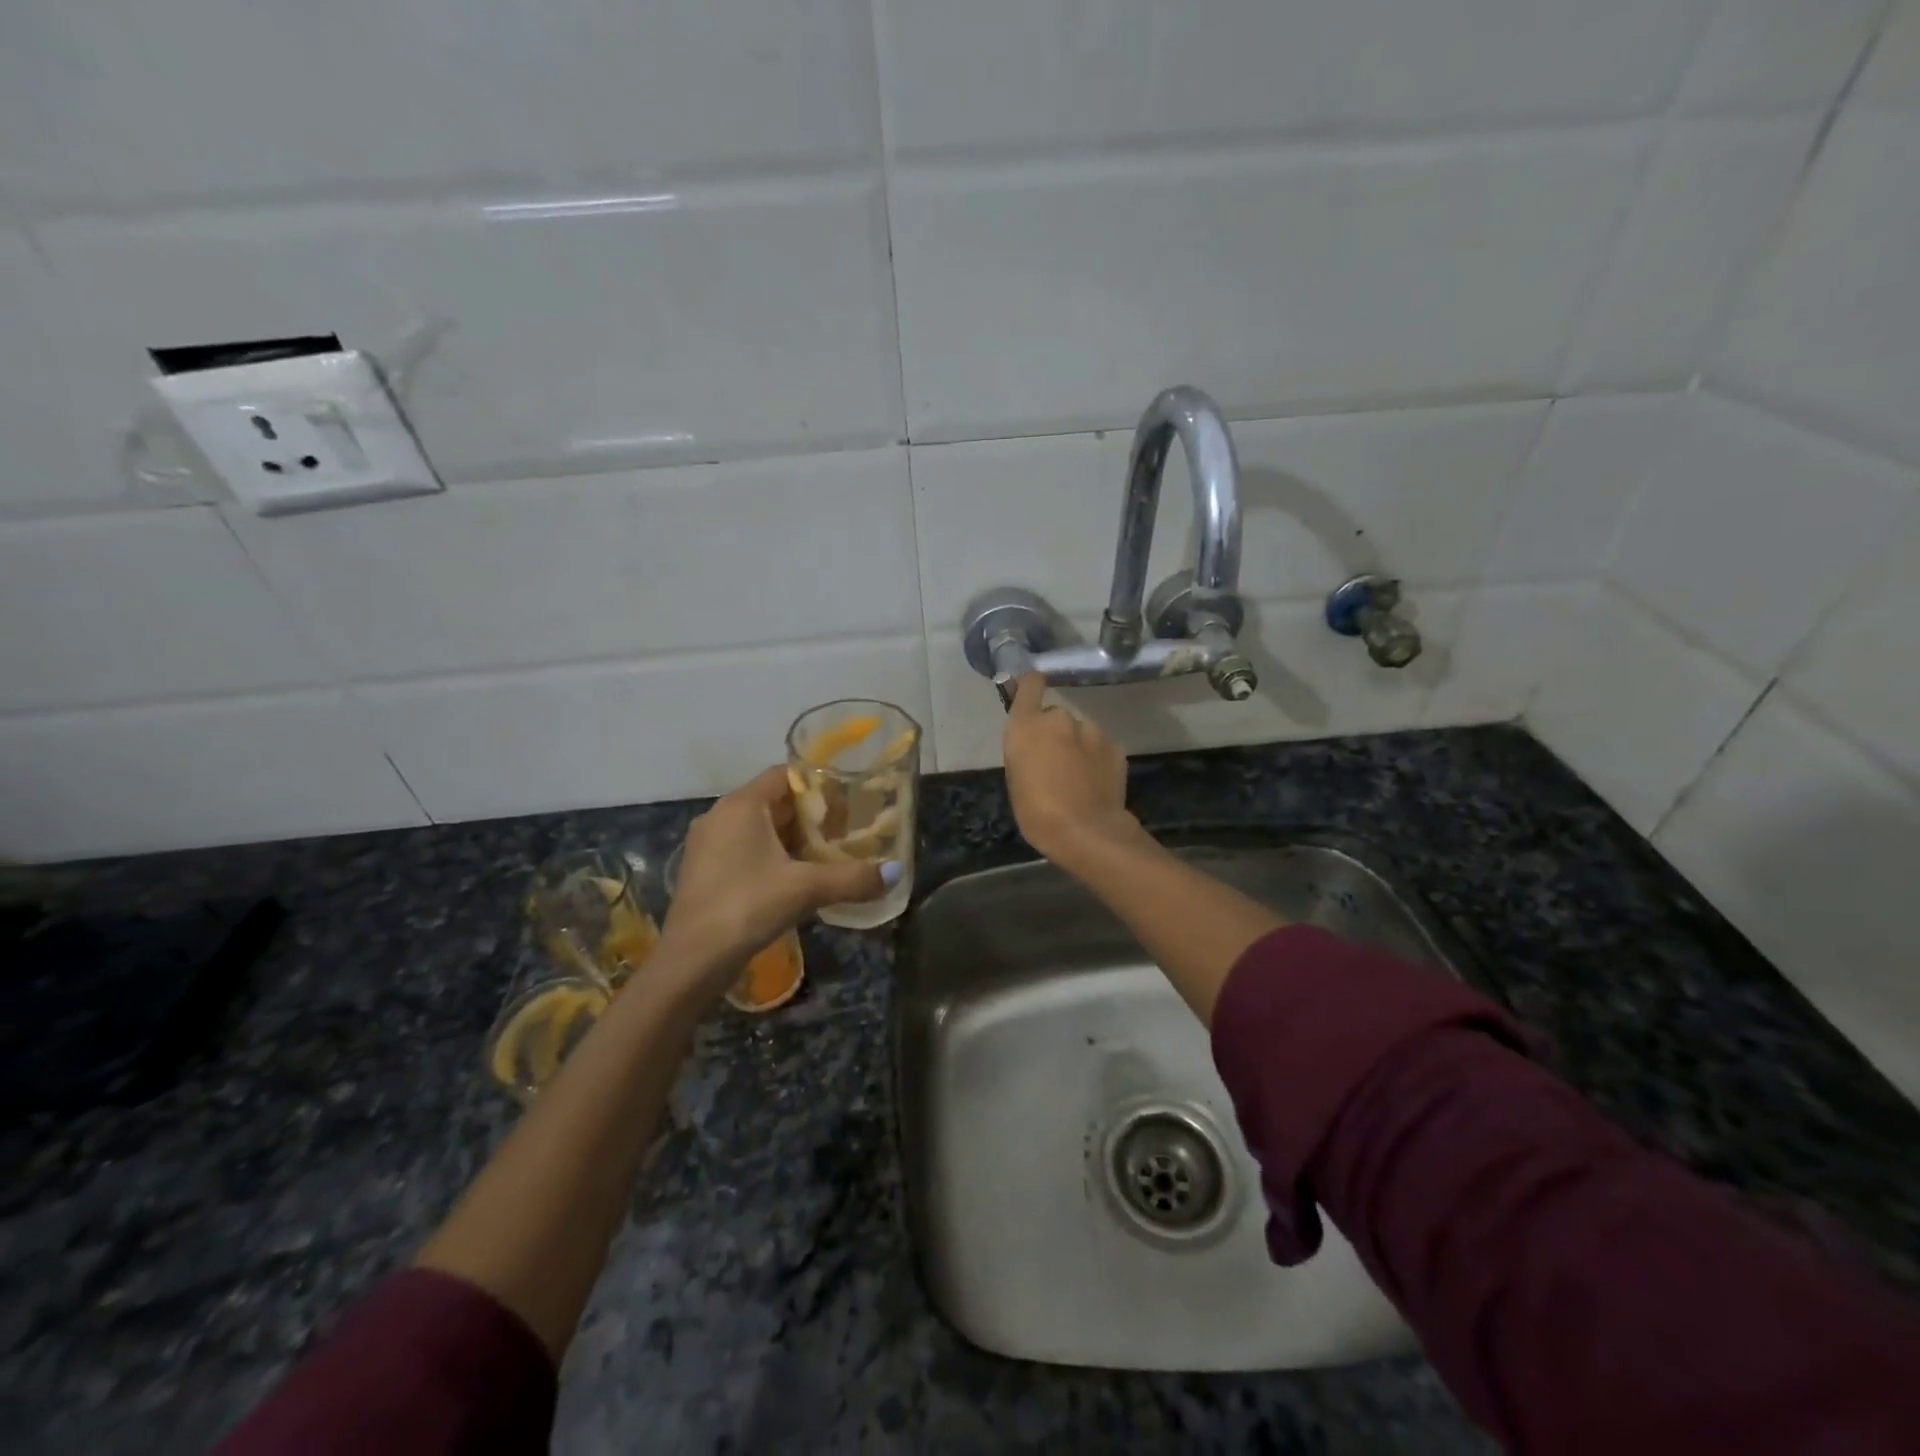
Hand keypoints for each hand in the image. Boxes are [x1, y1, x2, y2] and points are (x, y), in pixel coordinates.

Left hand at [662, 767, 890, 980]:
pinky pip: (746, 850)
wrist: (690, 961)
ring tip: (828, 855)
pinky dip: (773, 857)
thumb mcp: (806, 889)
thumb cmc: (746, 906)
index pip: (784, 775)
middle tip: (846, 830)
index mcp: (741, 805)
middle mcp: (720, 816)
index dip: (818, 784)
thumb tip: (895, 873)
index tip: (849, 800)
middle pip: (774, 802)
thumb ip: (852, 877)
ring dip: (792, 839)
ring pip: (759, 829)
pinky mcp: (705, 872)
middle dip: (810, 815)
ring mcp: (708, 845)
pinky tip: (797, 880)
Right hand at [1003, 674, 1140, 862]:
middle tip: (1053, 762)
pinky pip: (1099, 746)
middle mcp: (1059, 718)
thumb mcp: (1017, 778)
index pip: (1030, 684)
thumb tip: (1036, 743)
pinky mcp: (1115, 746)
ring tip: (1076, 777)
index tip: (1030, 692)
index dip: (1030, 685)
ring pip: (1080, 731)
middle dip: (1054, 732)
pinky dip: (1096, 757)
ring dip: (1077, 745)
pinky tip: (1095, 782)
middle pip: (1055, 715)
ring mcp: (1092, 730)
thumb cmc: (1037, 812)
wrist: (1086, 832)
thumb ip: (1025, 750)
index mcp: (1028, 725)